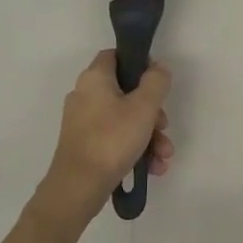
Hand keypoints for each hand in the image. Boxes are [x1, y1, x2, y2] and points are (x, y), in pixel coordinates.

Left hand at [40, 51, 173, 217]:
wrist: (78, 187)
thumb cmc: (112, 139)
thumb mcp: (144, 107)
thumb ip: (156, 82)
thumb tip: (158, 68)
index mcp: (94, 79)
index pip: (116, 55)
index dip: (139, 63)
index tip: (157, 82)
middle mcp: (85, 95)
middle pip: (126, 92)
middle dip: (152, 112)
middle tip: (164, 126)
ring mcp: (83, 121)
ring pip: (124, 118)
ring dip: (149, 135)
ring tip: (163, 156)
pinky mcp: (85, 144)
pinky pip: (116, 137)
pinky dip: (135, 148)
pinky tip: (152, 166)